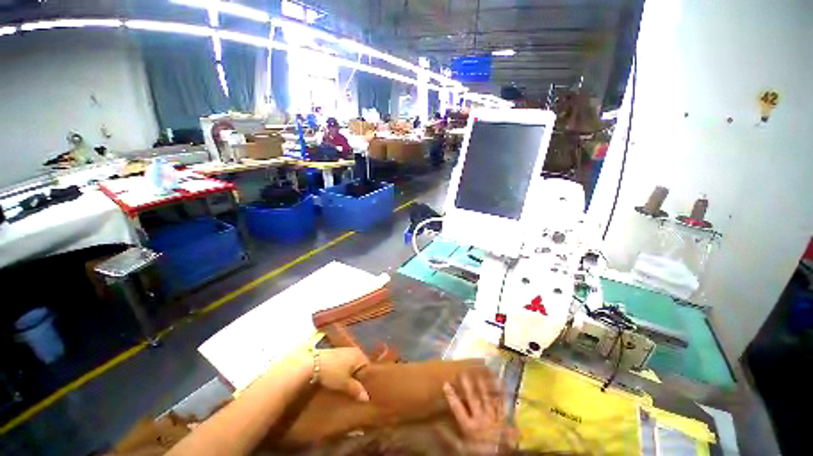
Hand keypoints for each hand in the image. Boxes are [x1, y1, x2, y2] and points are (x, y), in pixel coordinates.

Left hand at [316, 348, 369, 401]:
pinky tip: (338, 379)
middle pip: (359, 365)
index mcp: (359, 354)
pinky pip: (343, 363)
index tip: (365, 391)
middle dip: (358, 377)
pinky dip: (342, 371)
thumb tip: (367, 398)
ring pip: (351, 365)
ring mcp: (343, 350)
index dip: (367, 380)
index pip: (368, 367)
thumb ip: (357, 390)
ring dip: (350, 374)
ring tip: (347, 387)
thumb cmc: (332, 372)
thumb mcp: (345, 384)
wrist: (312, 363)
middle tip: (357, 391)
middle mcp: (353, 350)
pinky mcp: (334, 353)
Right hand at [443, 373, 515, 453]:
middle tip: (462, 372)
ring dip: (482, 385)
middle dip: (467, 385)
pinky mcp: (504, 419)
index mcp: (469, 426)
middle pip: (473, 399)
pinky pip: (501, 404)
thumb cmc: (478, 450)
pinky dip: (500, 394)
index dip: (451, 396)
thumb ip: (450, 437)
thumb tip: (436, 426)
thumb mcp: (462, 448)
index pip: (457, 408)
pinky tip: (499, 384)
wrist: (499, 455)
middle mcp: (480, 419)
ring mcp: (493, 418)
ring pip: (486, 398)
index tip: (445, 383)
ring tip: (478, 373)